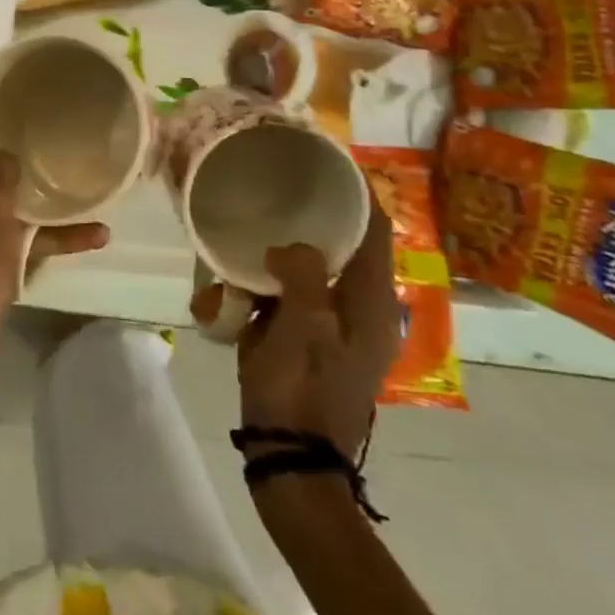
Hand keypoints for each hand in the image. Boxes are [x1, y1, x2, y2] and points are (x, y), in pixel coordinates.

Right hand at [236, 206, 399, 454]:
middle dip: (317, 214)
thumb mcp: (300, 328)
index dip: (358, 191)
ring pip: (318, 267)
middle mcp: (364, 308)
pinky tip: (239, 279)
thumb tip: (288, 247)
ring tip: (254, 226)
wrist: (291, 458)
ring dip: (289, 250)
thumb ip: (301, 275)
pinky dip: (273, 280)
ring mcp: (339, 325)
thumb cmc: (300, 390)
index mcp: (373, 302)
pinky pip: (297, 293)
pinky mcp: (314, 337)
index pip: (375, 230)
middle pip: (347, 244)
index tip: (328, 157)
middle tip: (280, 182)